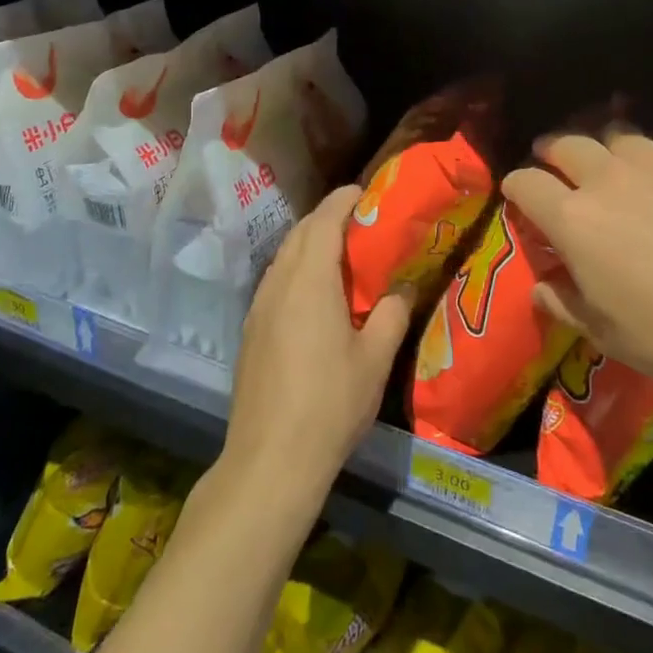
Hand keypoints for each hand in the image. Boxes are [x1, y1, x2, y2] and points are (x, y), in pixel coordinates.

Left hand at [224, 186, 413, 501]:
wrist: (270, 459)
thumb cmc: (330, 403)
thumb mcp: (375, 359)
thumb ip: (392, 314)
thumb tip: (402, 287)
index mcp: (310, 279)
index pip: (324, 220)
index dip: (344, 199)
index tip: (365, 192)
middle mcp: (278, 283)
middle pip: (300, 233)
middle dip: (327, 218)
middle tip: (361, 224)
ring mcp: (258, 307)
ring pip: (284, 257)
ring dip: (310, 244)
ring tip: (341, 256)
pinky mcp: (250, 330)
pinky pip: (275, 281)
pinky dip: (296, 271)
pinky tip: (315, 296)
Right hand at [501, 132, 652, 459]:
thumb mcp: (607, 335)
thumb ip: (565, 303)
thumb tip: (542, 287)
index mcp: (575, 219)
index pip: (526, 183)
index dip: (517, 186)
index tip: (518, 194)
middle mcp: (610, 179)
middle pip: (568, 145)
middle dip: (554, 153)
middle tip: (557, 166)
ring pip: (621, 140)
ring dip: (610, 155)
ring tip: (620, 173)